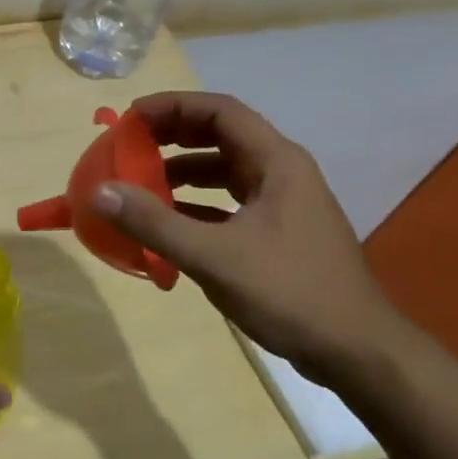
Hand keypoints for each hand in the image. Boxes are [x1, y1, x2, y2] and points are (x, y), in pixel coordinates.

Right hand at [94, 91, 414, 386]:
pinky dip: (197, 204)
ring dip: (183, 171)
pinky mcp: (279, 233)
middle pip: (222, 135)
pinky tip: (168, 223)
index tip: (130, 117)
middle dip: (173, 135)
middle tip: (129, 144)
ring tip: (141, 182)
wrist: (357, 352)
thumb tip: (99, 191)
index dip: (173, 106)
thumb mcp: (214, 256)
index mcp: (277, 162)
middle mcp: (282, 173)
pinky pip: (229, 203)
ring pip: (226, 170)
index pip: (220, 111)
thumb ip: (154, 222)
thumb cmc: (290, 293)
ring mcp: (284, 204)